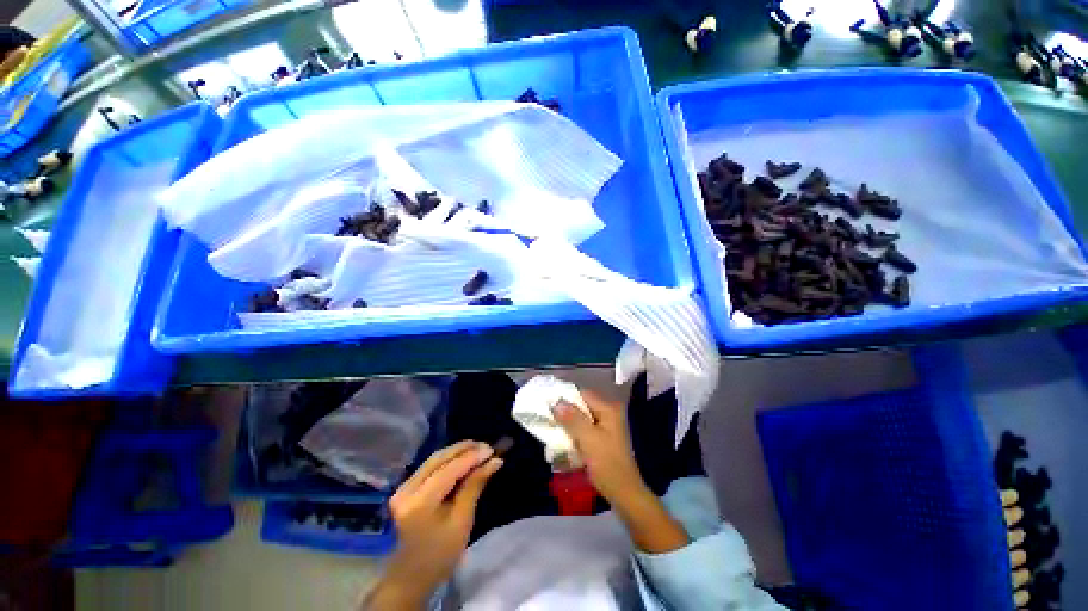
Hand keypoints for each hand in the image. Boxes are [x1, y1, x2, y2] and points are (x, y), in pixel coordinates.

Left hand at [364, 441, 502, 609]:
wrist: (411, 577)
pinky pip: (429, 467)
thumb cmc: (440, 555)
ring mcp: (403, 488)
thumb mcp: (462, 521)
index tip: (492, 449)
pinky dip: (448, 460)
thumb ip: (475, 486)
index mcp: (419, 503)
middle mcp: (407, 490)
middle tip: (486, 446)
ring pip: (434, 459)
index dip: (472, 457)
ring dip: (457, 452)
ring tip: (478, 448)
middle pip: (438, 459)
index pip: (449, 470)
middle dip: (464, 449)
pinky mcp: (405, 488)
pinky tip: (462, 458)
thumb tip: (494, 461)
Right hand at [553, 389, 688, 554]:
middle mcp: (608, 414)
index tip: (548, 404)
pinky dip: (574, 435)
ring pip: (581, 419)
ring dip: (568, 425)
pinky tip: (563, 443)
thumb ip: (572, 418)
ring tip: (552, 431)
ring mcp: (606, 427)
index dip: (565, 398)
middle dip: (565, 413)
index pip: (582, 394)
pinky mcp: (603, 440)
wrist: (624, 494)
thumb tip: (555, 401)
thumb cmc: (607, 463)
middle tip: (547, 419)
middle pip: (582, 406)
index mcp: (608, 409)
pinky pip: (584, 431)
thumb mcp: (587, 438)